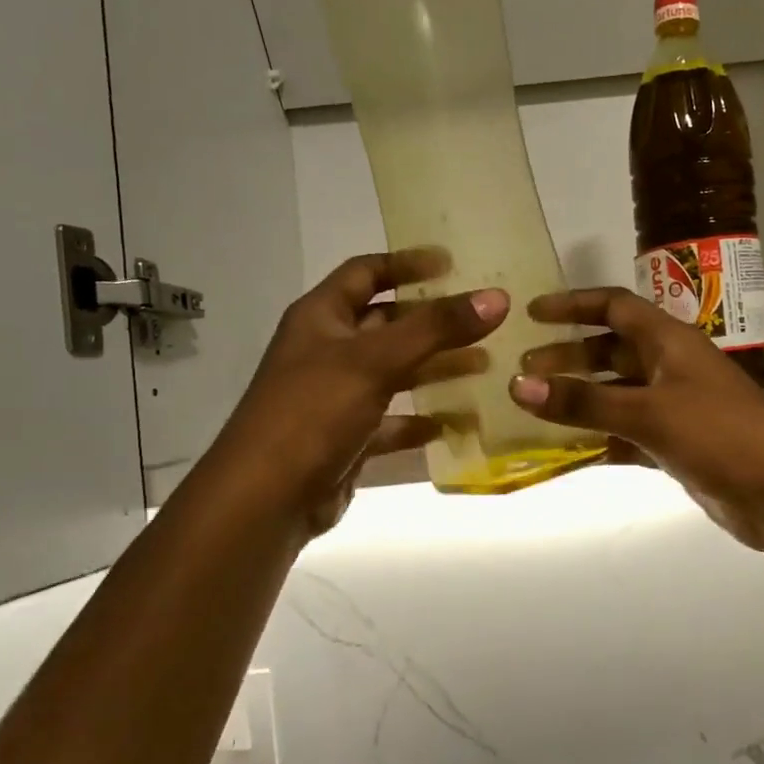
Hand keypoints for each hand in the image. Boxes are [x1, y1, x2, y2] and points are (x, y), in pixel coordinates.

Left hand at [217, 250, 504, 534]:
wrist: (266, 499)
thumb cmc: (313, 413)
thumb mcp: (375, 361)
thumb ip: (436, 328)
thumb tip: (497, 297)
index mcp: (321, 317)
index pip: (365, 272)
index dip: (406, 264)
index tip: (453, 264)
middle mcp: (327, 350)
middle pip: (387, 323)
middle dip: (433, 321)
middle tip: (483, 319)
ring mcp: (337, 396)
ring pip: (395, 372)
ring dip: (435, 367)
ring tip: (486, 364)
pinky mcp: (349, 437)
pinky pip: (393, 420)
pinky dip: (422, 419)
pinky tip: (456, 421)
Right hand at [509, 288, 763, 549]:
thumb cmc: (719, 434)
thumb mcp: (648, 413)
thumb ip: (584, 402)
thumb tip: (519, 385)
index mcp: (669, 342)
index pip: (615, 307)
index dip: (573, 305)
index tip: (532, 314)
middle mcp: (670, 367)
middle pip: (611, 352)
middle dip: (568, 357)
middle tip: (523, 371)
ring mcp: (674, 407)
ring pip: (616, 394)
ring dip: (580, 399)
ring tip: (535, 409)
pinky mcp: (676, 444)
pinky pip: (626, 433)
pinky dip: (599, 439)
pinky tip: (567, 451)